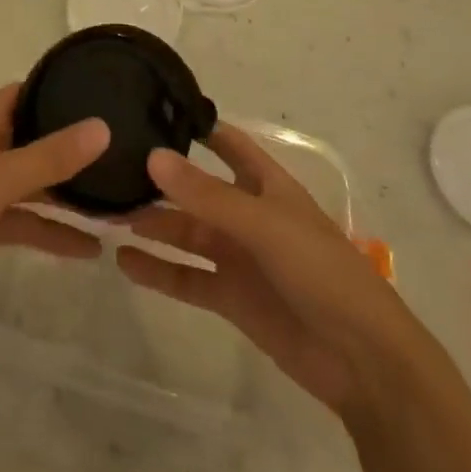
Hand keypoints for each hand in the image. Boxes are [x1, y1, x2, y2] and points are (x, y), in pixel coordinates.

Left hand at [0, 85, 109, 314]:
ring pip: (29, 185)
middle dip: (72, 149)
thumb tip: (102, 126)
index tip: (103, 95)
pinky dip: (46, 232)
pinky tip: (84, 250)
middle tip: (124, 156)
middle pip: (33, 139)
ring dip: (65, 197)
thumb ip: (49, 157)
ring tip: (117, 209)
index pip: (27, 92)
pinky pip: (18, 220)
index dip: (60, 91)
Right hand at [115, 124, 431, 416]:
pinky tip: (125, 261)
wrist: (364, 361)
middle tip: (109, 168)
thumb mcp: (264, 224)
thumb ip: (207, 194)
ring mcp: (239, 257)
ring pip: (186, 233)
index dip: (196, 127)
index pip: (228, 144)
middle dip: (159, 181)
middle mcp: (248, 215)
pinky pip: (186, 277)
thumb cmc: (322, 272)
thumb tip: (152, 157)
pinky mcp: (231, 298)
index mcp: (267, 186)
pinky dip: (157, 270)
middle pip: (196, 190)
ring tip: (106, 213)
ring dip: (151, 225)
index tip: (150, 110)